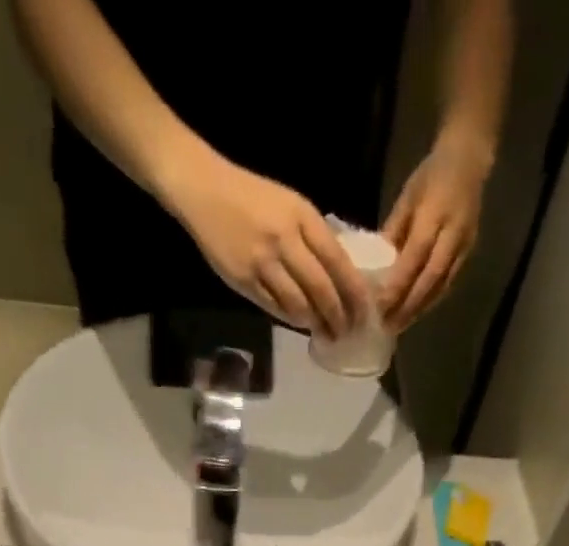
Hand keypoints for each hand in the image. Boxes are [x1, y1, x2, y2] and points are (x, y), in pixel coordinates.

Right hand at [165, 154, 370, 338]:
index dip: (354, 293)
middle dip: (338, 317)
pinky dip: (291, 319)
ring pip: (299, 304)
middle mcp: (285, 239)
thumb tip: (340, 275)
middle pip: (322, 290)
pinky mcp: (244, 279)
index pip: (338, 262)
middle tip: (346, 332)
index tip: (364, 313)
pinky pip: (274, 307)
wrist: (204, 190)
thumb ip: (314, 237)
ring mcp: (263, 262)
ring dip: (315, 324)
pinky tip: (300, 323)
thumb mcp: (291, 205)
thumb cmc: (252, 197)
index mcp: (302, 217)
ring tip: (325, 333)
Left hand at [380, 134, 491, 331]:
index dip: (399, 282)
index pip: (416, 255)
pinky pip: (448, 284)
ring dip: (419, 309)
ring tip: (399, 326)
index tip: (380, 304)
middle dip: (408, 305)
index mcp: (435, 212)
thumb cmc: (432, 175)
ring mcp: (464, 245)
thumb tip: (374, 266)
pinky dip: (430, 301)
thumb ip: (393, 231)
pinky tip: (415, 313)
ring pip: (441, 286)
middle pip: (430, 277)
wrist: (470, 159)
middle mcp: (453, 233)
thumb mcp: (407, 197)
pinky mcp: (468, 254)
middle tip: (388, 326)